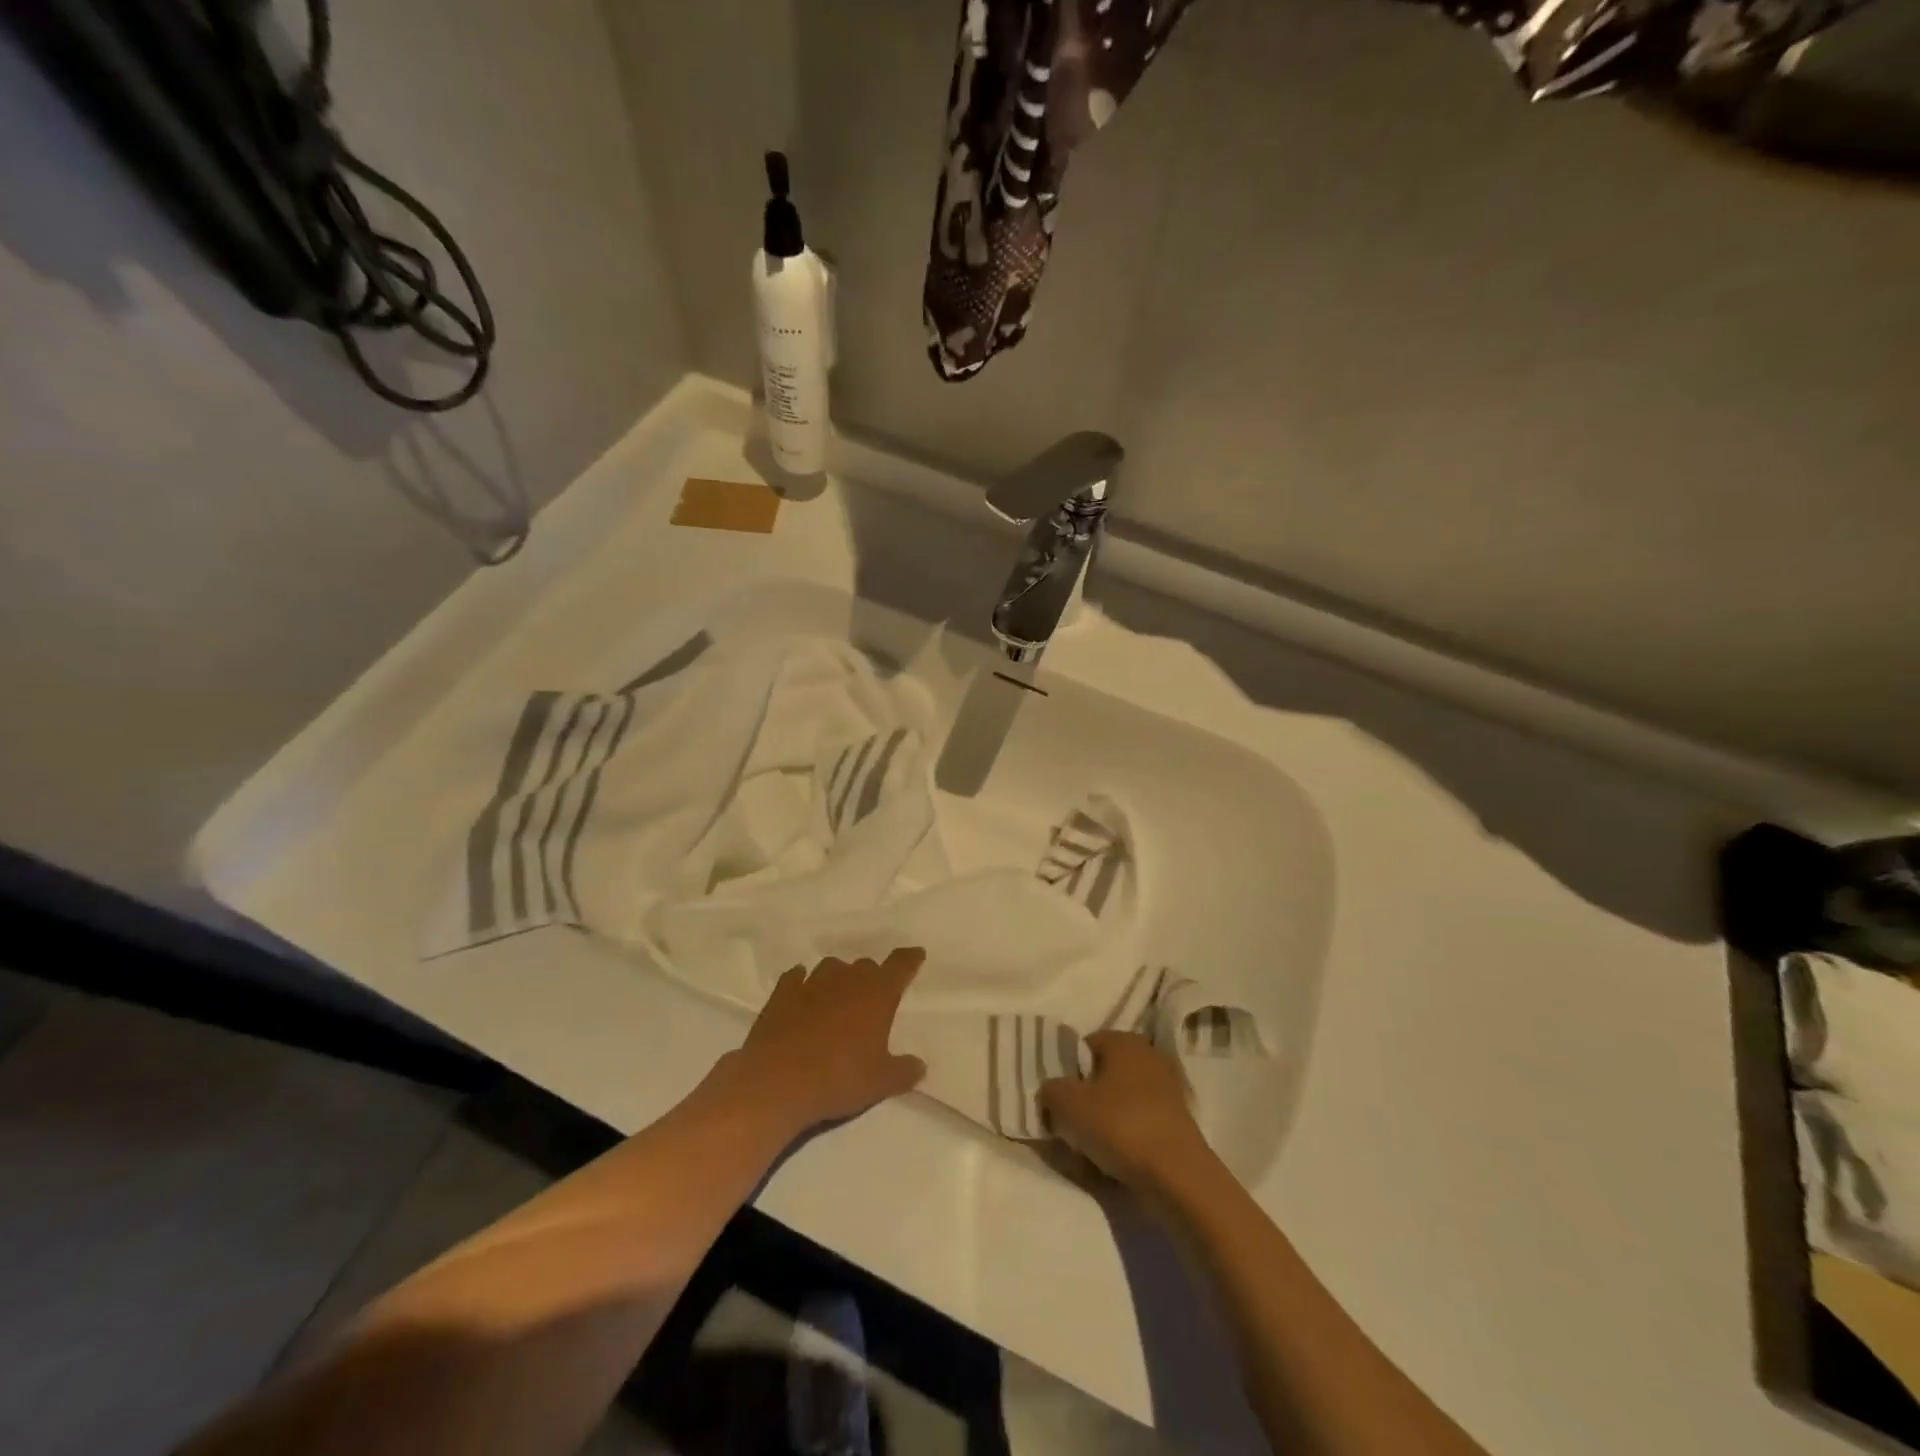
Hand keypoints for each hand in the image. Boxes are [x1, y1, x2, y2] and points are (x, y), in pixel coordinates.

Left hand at [721, 949, 926, 1137]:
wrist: (777, 1081)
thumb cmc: (839, 1078)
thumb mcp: (880, 1082)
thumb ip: (903, 1071)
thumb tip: (919, 1066)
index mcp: (877, 994)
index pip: (900, 966)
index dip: (910, 959)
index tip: (916, 954)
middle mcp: (847, 979)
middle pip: (865, 966)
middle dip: (872, 977)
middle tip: (873, 996)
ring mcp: (812, 983)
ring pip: (831, 967)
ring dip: (838, 977)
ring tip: (838, 994)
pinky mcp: (782, 994)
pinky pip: (795, 977)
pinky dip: (801, 981)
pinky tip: (801, 987)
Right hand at [1038, 1030, 1211, 1193]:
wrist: (1177, 1175)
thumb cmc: (1119, 1125)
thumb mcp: (1067, 1104)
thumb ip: (1050, 1090)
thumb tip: (1051, 1092)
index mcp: (1123, 1040)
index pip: (1084, 1047)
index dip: (1066, 1072)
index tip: (1057, 1100)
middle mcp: (1147, 1055)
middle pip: (1102, 1074)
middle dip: (1085, 1097)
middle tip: (1069, 1124)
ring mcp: (1167, 1089)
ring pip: (1119, 1101)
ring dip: (1103, 1120)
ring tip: (1089, 1149)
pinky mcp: (1177, 1121)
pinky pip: (1138, 1123)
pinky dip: (1125, 1137)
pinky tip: (1113, 1161)